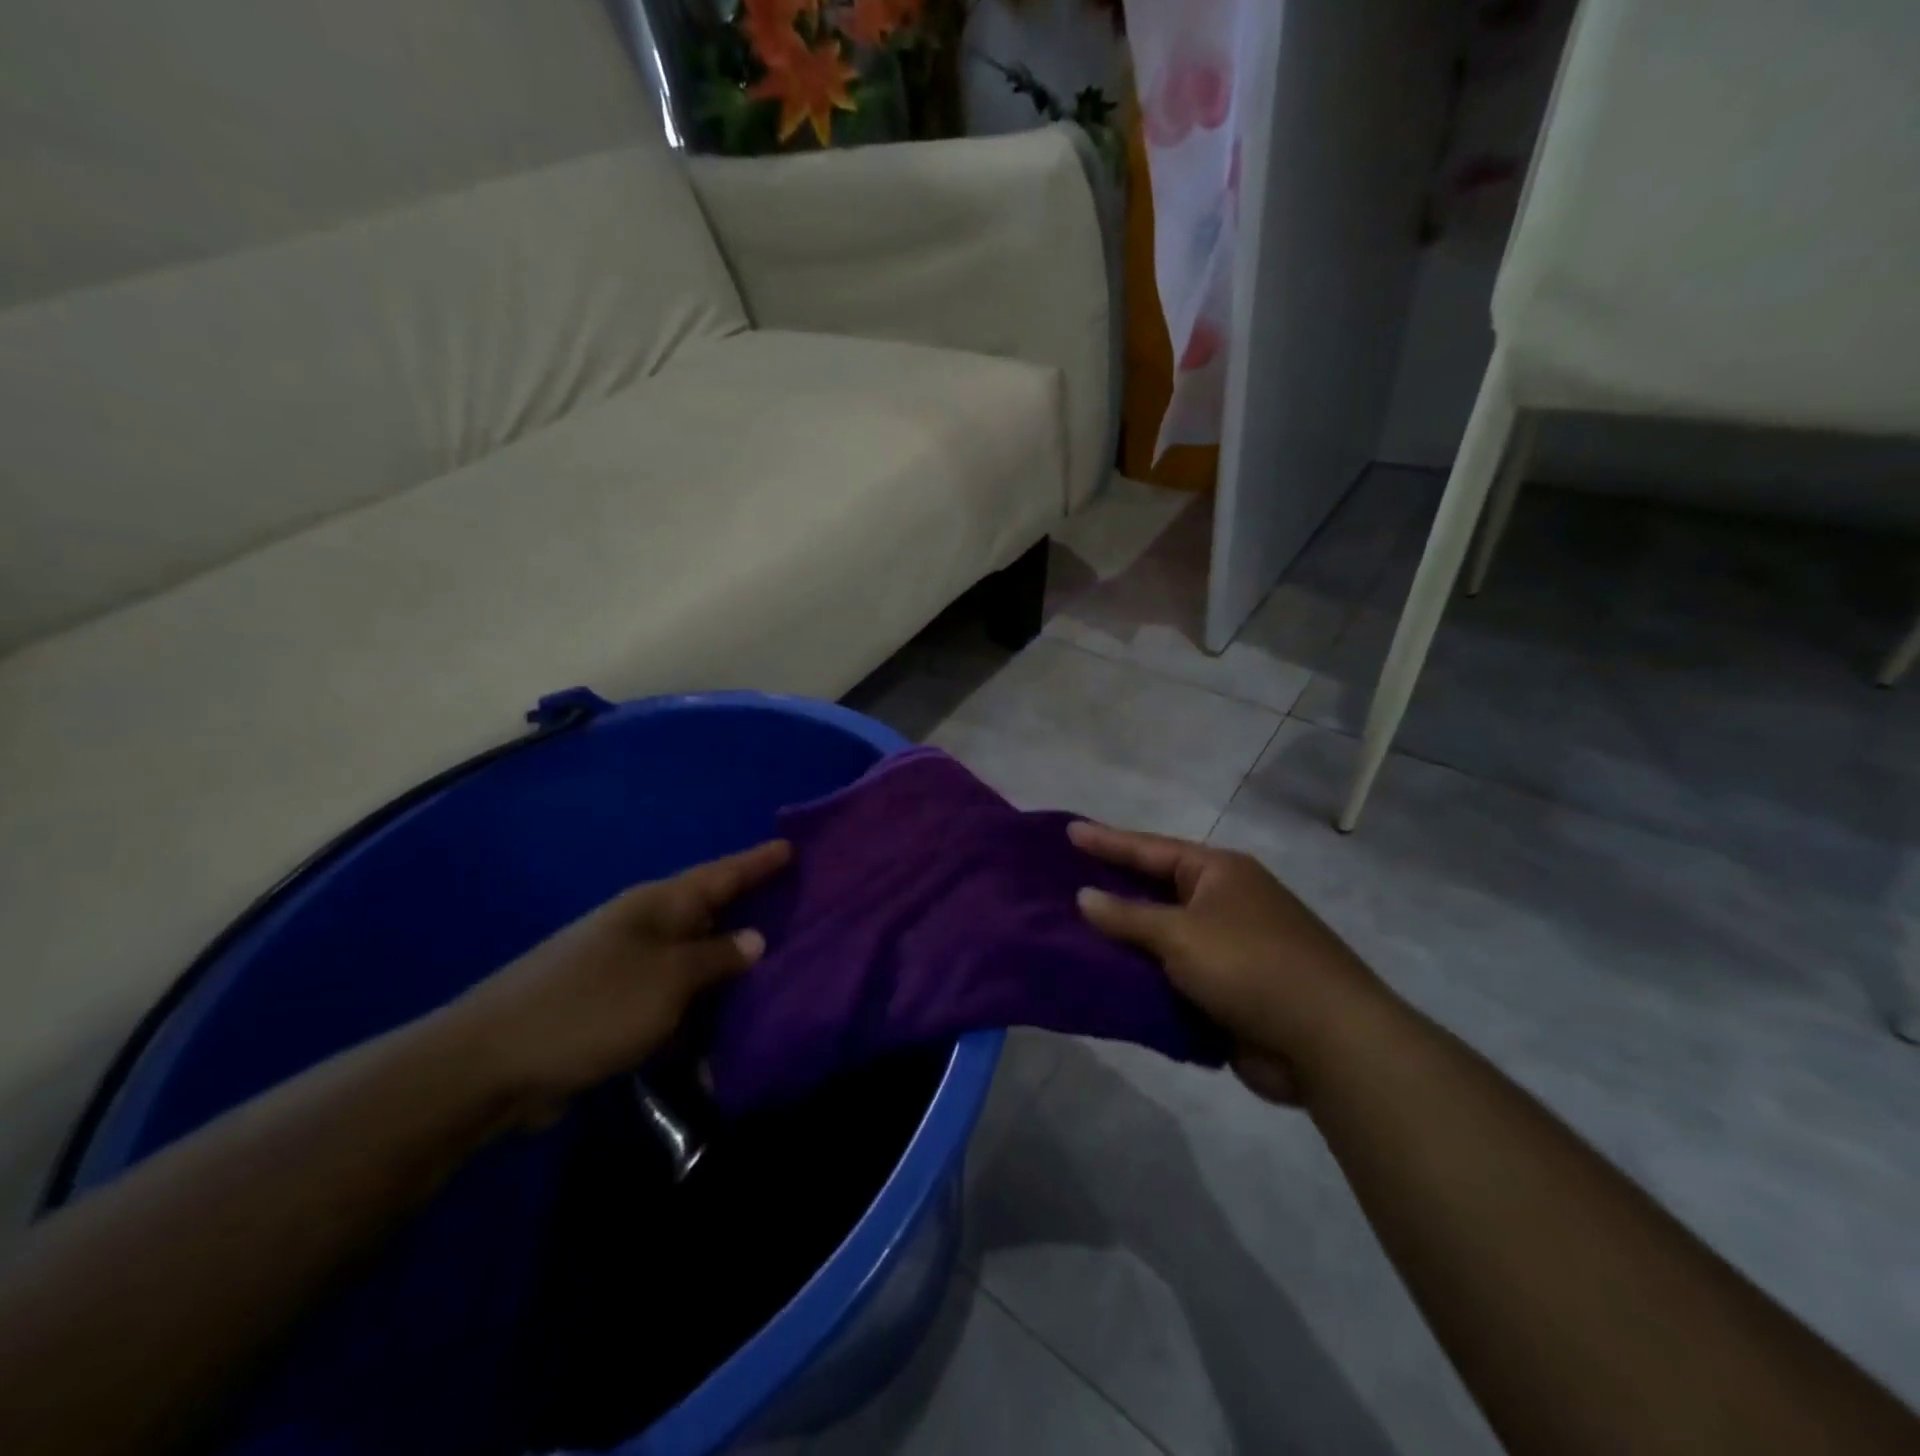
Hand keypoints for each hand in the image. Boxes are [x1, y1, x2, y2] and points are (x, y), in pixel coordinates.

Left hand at [442, 840, 791, 1127]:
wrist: (491, 1064)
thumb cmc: (590, 1006)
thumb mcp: (666, 980)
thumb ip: (716, 959)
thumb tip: (755, 938)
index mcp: (657, 906)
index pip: (721, 875)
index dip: (758, 862)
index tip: (792, 848)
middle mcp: (645, 928)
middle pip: (710, 914)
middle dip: (752, 913)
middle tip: (800, 910)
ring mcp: (628, 968)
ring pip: (695, 962)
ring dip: (729, 972)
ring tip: (778, 975)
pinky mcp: (616, 1008)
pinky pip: (674, 1002)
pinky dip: (699, 1013)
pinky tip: (725, 1033)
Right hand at [1068, 822, 1378, 1104]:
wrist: (1327, 1040)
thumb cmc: (1250, 966)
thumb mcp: (1181, 934)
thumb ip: (1128, 916)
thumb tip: (1085, 896)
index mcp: (1218, 873)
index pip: (1150, 849)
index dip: (1106, 841)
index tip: (1068, 832)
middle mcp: (1224, 902)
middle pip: (1155, 890)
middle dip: (1111, 891)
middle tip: (1061, 883)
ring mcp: (1228, 947)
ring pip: (1162, 937)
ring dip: (1124, 941)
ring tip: (1070, 934)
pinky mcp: (1229, 990)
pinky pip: (1173, 976)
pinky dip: (1144, 978)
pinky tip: (1105, 980)